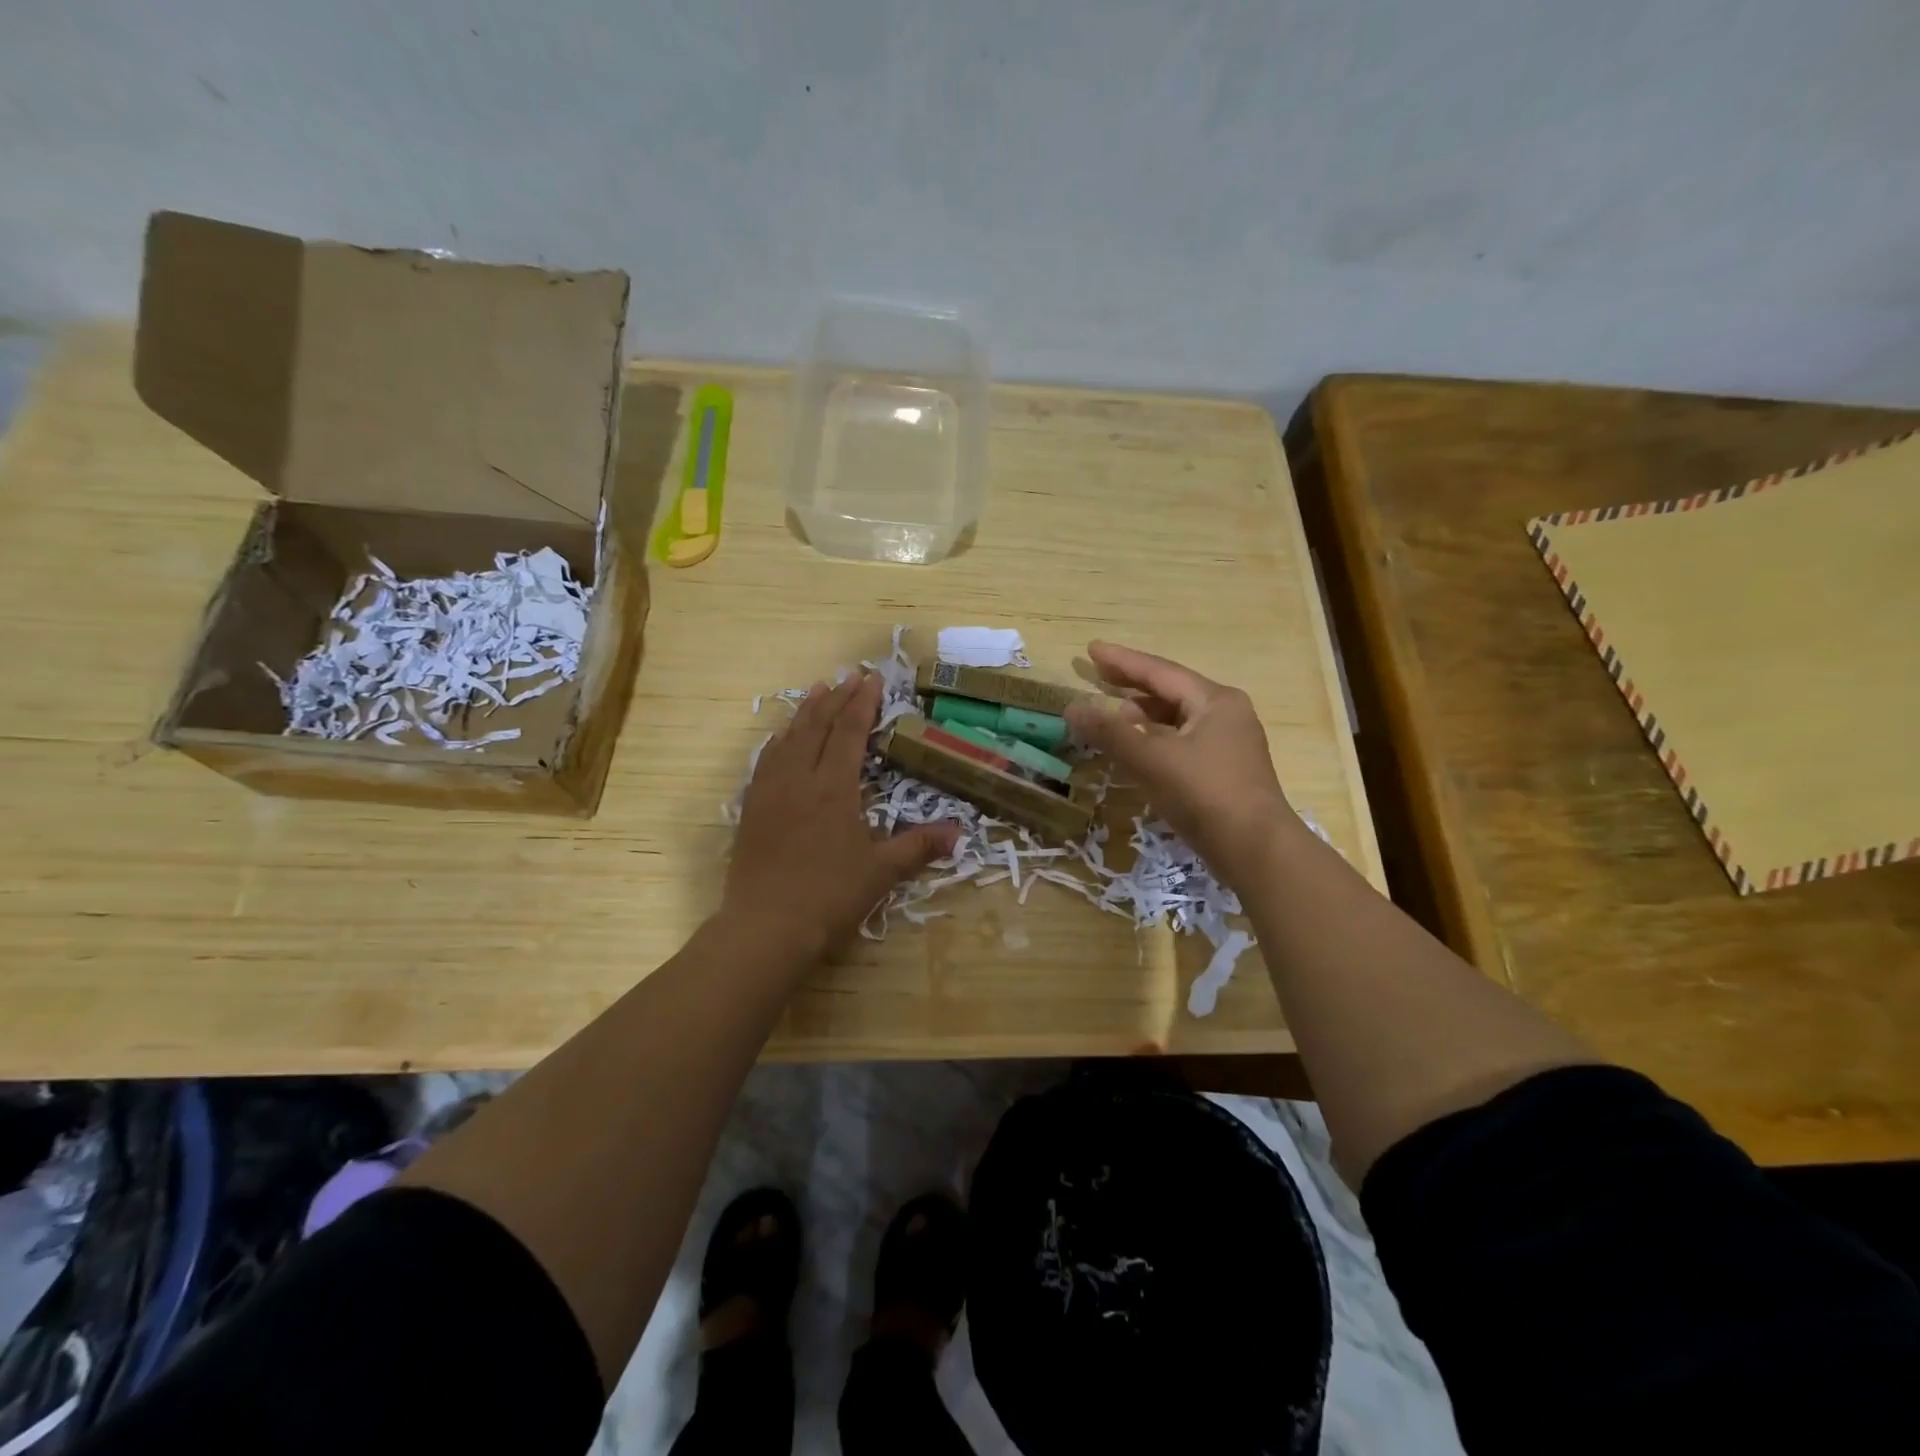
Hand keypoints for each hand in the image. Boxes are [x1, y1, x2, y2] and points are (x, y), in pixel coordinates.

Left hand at [725, 673, 959, 963]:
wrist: (765, 927)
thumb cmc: (829, 896)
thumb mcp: (880, 872)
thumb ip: (918, 847)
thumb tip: (959, 833)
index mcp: (833, 788)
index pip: (848, 733)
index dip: (861, 704)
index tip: (871, 680)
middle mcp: (799, 779)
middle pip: (816, 727)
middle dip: (835, 698)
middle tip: (849, 676)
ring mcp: (770, 792)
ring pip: (787, 739)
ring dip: (805, 712)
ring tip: (817, 691)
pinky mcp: (751, 809)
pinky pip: (765, 761)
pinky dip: (778, 741)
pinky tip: (781, 739)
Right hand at [1065, 641, 1296, 876]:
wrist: (1255, 850)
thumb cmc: (1204, 794)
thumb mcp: (1151, 759)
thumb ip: (1110, 732)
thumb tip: (1071, 708)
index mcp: (1214, 701)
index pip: (1160, 672)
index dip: (1122, 661)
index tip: (1091, 649)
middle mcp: (1225, 714)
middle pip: (1170, 692)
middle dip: (1131, 685)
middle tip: (1097, 675)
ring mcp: (1227, 744)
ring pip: (1175, 720)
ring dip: (1141, 715)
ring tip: (1109, 713)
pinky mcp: (1223, 771)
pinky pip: (1180, 743)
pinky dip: (1154, 739)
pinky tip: (1135, 749)